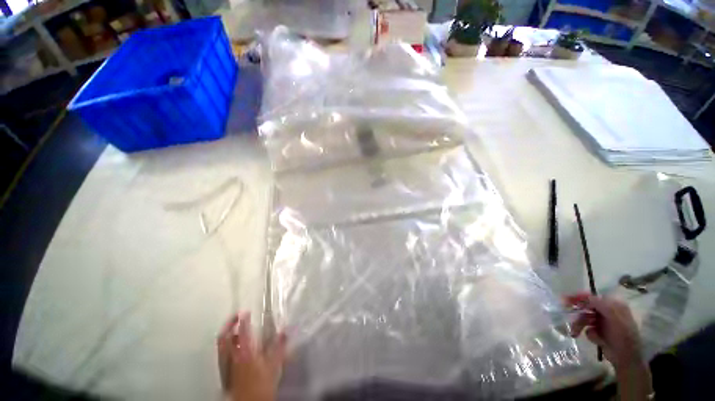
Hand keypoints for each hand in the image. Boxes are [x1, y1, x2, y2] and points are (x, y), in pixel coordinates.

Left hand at [217, 312, 286, 400]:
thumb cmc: (262, 384)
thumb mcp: (274, 365)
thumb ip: (279, 346)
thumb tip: (285, 331)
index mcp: (245, 352)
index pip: (242, 331)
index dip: (244, 320)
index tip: (246, 312)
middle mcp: (233, 356)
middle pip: (224, 337)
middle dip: (229, 324)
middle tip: (236, 316)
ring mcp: (226, 365)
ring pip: (221, 345)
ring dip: (226, 334)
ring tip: (234, 329)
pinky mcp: (224, 372)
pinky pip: (221, 353)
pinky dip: (225, 345)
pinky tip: (233, 346)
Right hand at [565, 293, 642, 368]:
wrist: (626, 358)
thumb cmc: (623, 336)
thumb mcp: (614, 318)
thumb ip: (601, 305)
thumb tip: (586, 296)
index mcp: (613, 305)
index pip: (593, 297)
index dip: (579, 297)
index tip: (566, 299)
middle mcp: (607, 312)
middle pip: (586, 308)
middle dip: (578, 313)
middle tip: (565, 312)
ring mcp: (603, 322)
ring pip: (584, 318)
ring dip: (578, 324)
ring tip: (574, 332)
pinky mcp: (599, 332)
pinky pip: (587, 328)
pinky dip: (588, 333)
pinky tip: (594, 339)